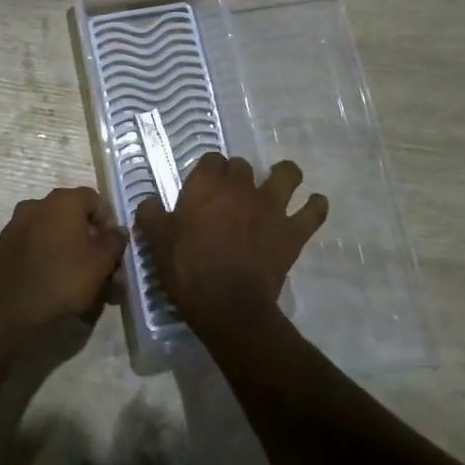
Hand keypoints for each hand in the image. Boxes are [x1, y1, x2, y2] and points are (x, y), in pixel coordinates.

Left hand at [0, 186, 127, 331]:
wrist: (8, 311)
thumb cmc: (63, 279)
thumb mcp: (101, 261)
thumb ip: (114, 241)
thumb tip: (118, 230)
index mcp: (61, 201)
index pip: (95, 199)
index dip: (110, 222)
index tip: (116, 250)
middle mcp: (36, 205)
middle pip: (75, 219)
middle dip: (93, 245)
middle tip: (106, 275)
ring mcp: (16, 226)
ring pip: (55, 236)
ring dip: (74, 255)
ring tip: (86, 288)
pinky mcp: (4, 249)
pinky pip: (36, 249)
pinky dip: (51, 261)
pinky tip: (59, 287)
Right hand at [134, 154, 327, 337]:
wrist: (228, 305)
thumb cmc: (187, 270)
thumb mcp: (156, 242)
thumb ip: (150, 214)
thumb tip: (149, 201)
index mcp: (206, 187)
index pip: (211, 159)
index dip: (208, 169)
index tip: (203, 185)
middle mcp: (241, 188)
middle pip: (243, 165)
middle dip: (238, 174)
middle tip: (230, 194)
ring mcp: (272, 207)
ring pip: (287, 174)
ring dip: (285, 175)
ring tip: (279, 184)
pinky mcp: (293, 231)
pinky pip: (314, 211)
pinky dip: (315, 206)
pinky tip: (312, 207)